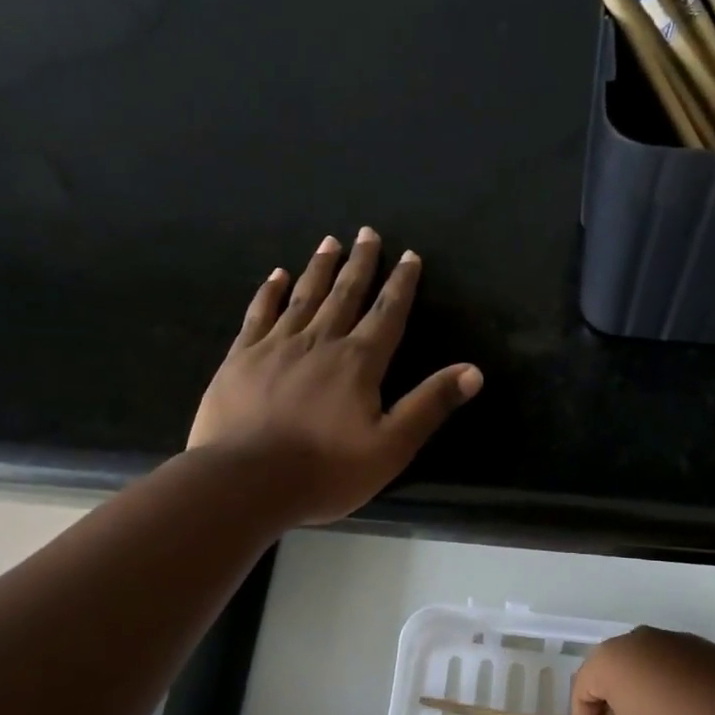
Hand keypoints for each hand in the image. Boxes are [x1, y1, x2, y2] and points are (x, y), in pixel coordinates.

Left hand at [188, 228, 482, 524]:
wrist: (245, 481)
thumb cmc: (325, 470)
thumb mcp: (391, 446)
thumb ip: (430, 405)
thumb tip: (473, 371)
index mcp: (358, 362)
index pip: (387, 314)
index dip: (401, 284)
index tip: (409, 256)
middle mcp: (319, 342)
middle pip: (345, 295)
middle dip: (360, 263)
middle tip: (366, 232)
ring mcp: (275, 346)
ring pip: (303, 296)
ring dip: (319, 268)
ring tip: (329, 242)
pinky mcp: (240, 358)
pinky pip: (259, 314)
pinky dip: (270, 292)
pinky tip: (276, 275)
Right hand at [571, 627, 714, 714]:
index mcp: (610, 658)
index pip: (581, 689)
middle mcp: (635, 639)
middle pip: (610, 675)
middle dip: (613, 707)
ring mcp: (671, 639)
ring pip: (643, 670)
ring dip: (641, 697)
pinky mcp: (701, 647)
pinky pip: (672, 669)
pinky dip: (670, 689)